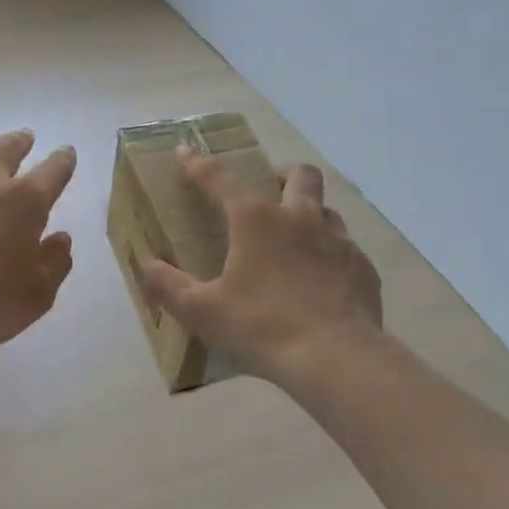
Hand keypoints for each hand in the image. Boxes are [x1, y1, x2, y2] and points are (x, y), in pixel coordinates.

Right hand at [136, 145, 382, 389]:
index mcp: (256, 220)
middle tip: (268, 192)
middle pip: (298, 174)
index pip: (220, 180)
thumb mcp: (202, 312)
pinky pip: (346, 248)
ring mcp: (338, 240)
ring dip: (309, 214)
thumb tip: (146, 266)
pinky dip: (329, 254)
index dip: (197, 164)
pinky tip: (321, 281)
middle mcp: (300, 218)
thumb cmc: (261, 327)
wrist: (335, 358)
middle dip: (281, 174)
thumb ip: (169, 286)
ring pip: (326, 208)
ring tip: (294, 240)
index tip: (184, 150)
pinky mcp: (362, 267)